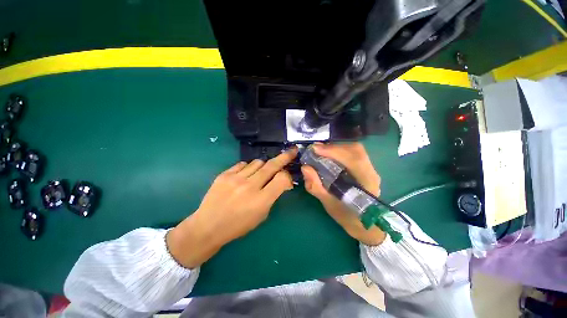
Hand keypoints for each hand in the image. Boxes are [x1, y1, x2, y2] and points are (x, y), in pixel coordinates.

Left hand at [167, 147, 297, 267]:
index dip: (288, 176)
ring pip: (258, 162)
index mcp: (261, 200)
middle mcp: (250, 186)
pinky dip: (248, 168)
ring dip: (263, 166)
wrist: (208, 226)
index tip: (288, 177)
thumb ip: (273, 196)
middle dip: (284, 157)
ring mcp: (235, 178)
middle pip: (271, 165)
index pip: (282, 178)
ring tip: (260, 173)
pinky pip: (243, 164)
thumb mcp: (261, 215)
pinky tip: (245, 175)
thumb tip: (282, 182)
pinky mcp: (224, 174)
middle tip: (291, 151)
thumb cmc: (238, 225)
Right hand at [301, 143, 385, 245]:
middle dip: (334, 147)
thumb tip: (305, 167)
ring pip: (355, 150)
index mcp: (366, 183)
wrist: (365, 225)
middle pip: (355, 150)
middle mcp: (371, 172)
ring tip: (321, 152)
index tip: (316, 149)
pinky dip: (340, 152)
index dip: (334, 151)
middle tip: (317, 150)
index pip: (353, 159)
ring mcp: (370, 169)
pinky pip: (353, 154)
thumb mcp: (329, 204)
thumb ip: (316, 186)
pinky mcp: (366, 168)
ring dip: (336, 148)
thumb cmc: (348, 217)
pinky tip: (330, 156)